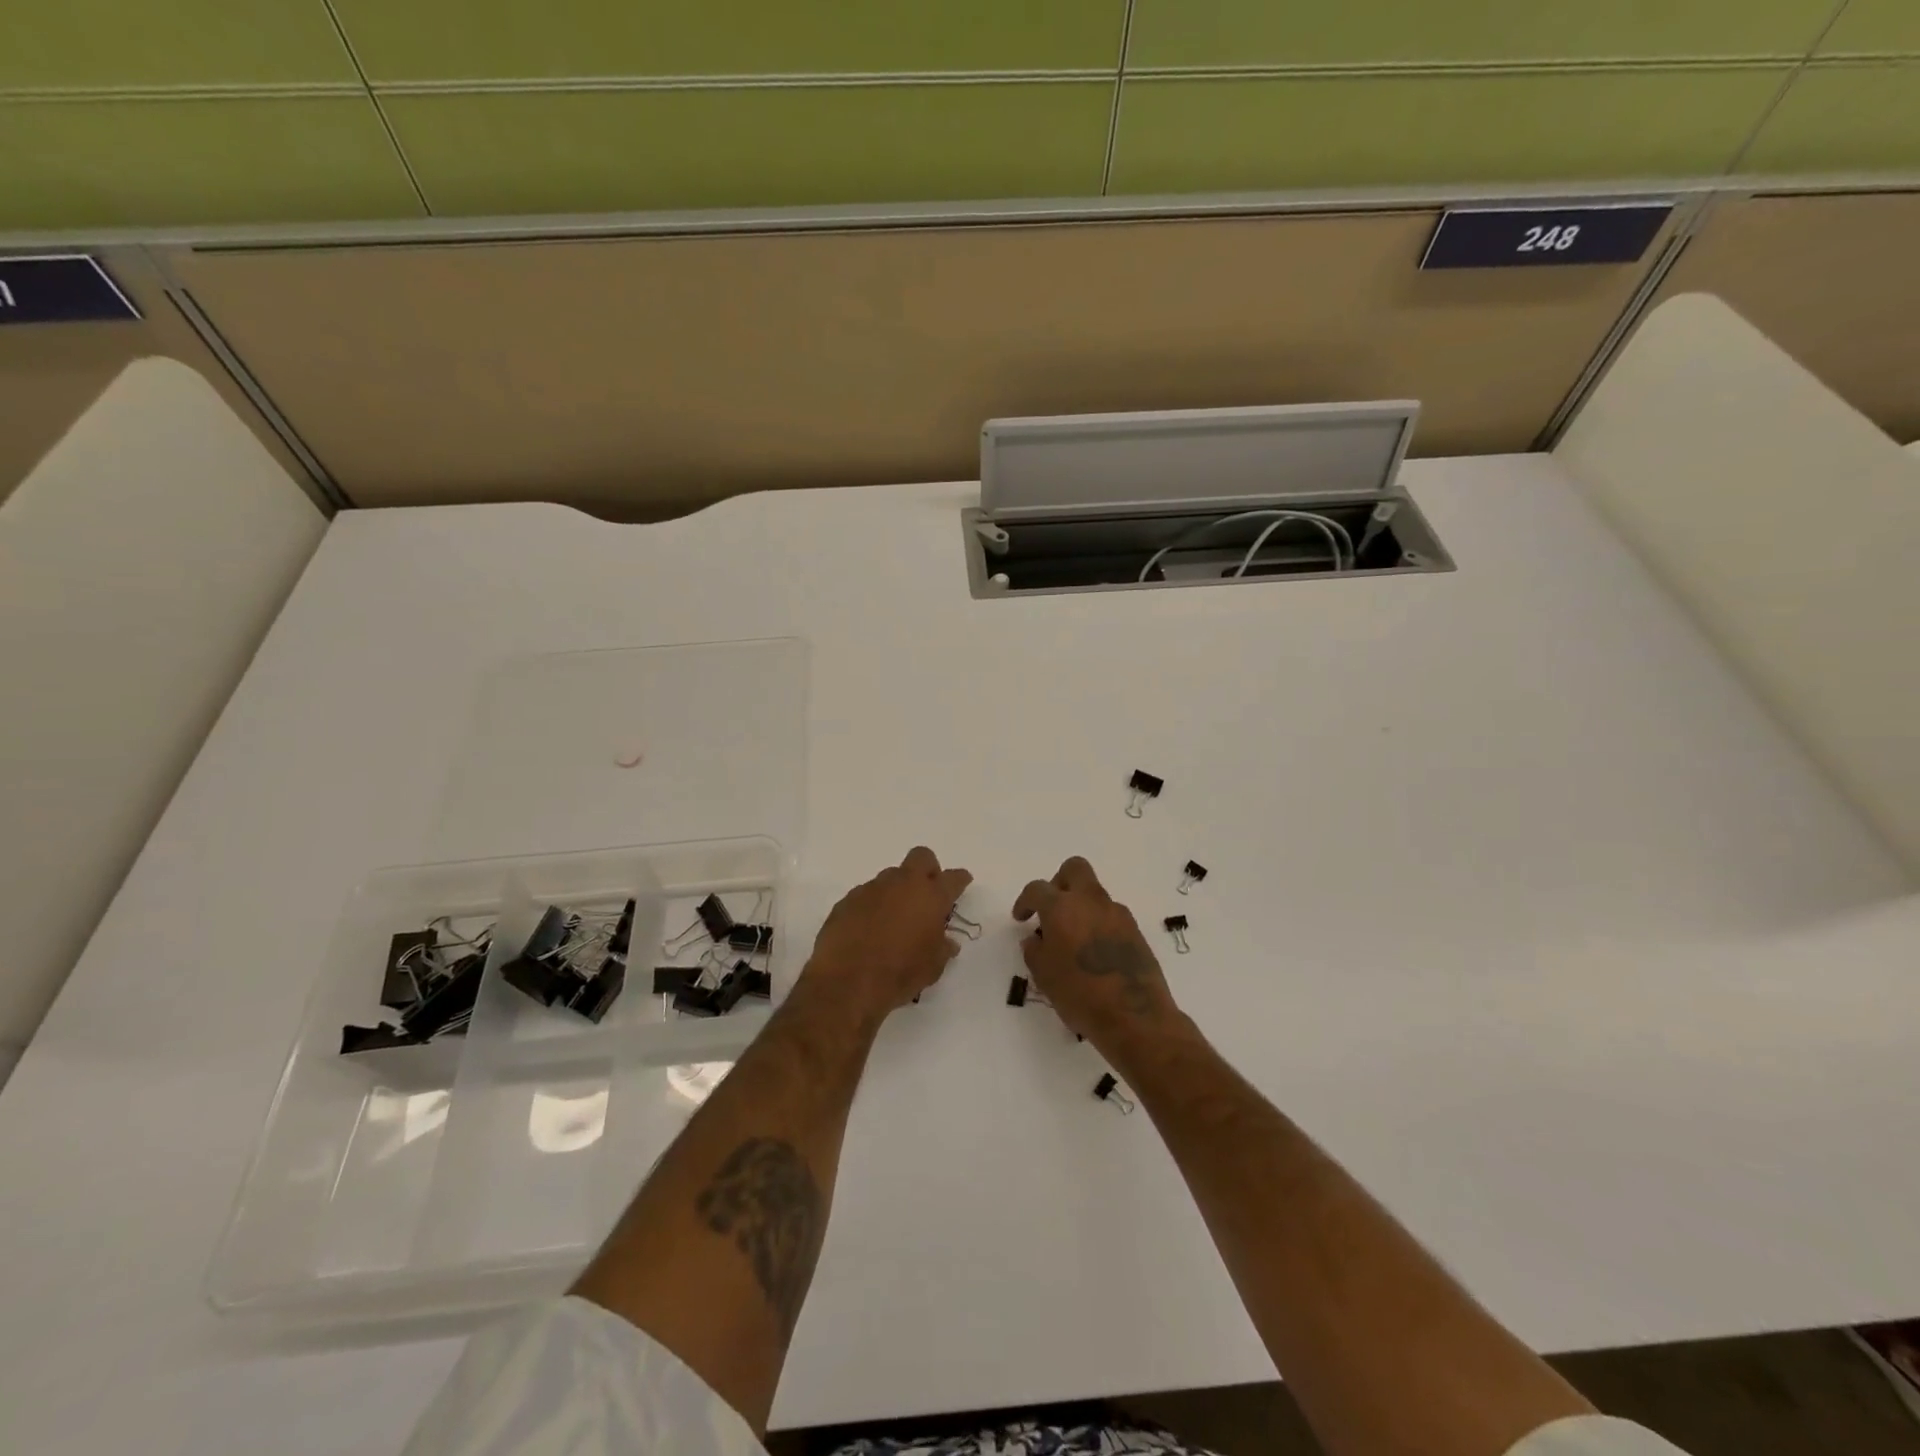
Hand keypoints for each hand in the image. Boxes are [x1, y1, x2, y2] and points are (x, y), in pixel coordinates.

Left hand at [800, 846, 972, 1022]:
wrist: (847, 982)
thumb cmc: (900, 973)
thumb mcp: (933, 967)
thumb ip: (942, 948)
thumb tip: (947, 942)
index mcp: (931, 897)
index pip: (953, 878)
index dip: (959, 879)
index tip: (961, 882)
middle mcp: (902, 884)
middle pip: (921, 857)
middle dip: (928, 869)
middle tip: (927, 892)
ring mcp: (872, 888)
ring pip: (890, 877)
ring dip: (897, 891)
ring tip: (894, 918)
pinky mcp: (847, 900)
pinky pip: (866, 895)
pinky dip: (872, 906)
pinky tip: (868, 928)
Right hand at [1012, 857, 1178, 1048]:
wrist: (1135, 1017)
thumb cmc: (1080, 995)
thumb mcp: (1044, 976)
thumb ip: (1035, 951)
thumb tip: (1035, 939)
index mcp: (1062, 908)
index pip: (1037, 889)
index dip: (1025, 901)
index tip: (1021, 918)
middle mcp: (1091, 902)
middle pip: (1074, 869)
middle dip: (1059, 882)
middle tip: (1051, 909)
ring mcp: (1118, 914)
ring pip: (1095, 894)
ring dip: (1081, 906)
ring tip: (1073, 939)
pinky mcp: (1136, 931)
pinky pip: (1111, 916)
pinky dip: (1099, 924)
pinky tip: (1095, 952)